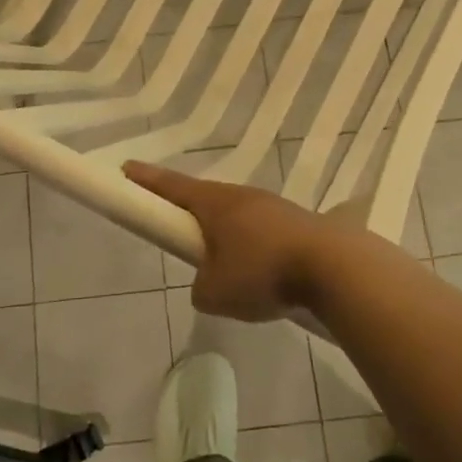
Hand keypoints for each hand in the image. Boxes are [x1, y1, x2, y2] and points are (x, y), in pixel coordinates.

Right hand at [124, 162, 339, 321]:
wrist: (334, 266)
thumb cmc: (262, 272)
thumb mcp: (215, 293)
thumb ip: (201, 287)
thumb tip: (210, 282)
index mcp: (214, 204)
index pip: (172, 187)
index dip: (147, 180)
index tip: (127, 168)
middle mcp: (242, 196)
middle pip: (206, 199)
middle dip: (190, 211)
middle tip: (179, 227)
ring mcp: (273, 206)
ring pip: (238, 216)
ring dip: (227, 233)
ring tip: (228, 266)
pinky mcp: (298, 223)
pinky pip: (263, 231)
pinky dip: (254, 247)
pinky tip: (262, 271)